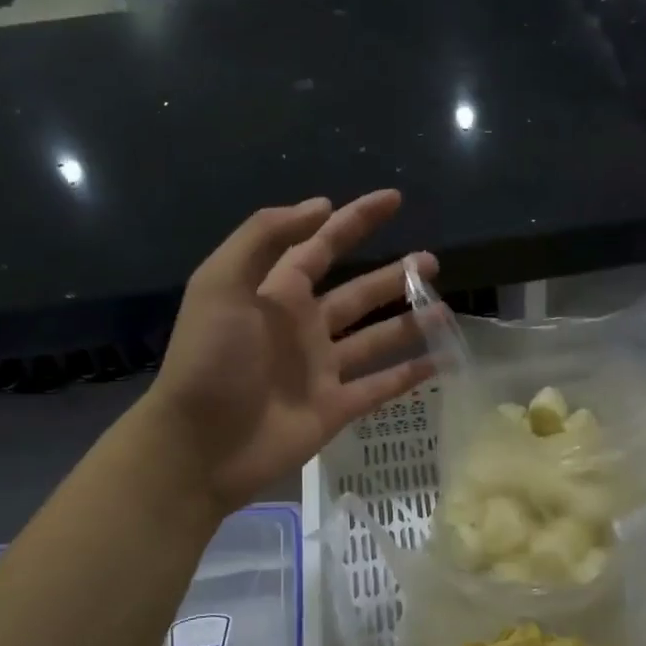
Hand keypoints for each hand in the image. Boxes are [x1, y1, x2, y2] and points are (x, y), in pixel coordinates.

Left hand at [141, 190, 434, 511]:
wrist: (201, 446)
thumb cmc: (209, 361)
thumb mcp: (221, 283)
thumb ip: (265, 238)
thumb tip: (320, 206)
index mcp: (277, 294)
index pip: (322, 246)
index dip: (354, 221)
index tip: (393, 199)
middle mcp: (304, 327)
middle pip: (358, 294)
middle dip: (394, 276)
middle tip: (431, 262)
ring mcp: (322, 370)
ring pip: (376, 339)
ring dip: (409, 323)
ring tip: (444, 309)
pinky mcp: (335, 408)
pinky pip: (380, 386)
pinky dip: (410, 375)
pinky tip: (442, 361)